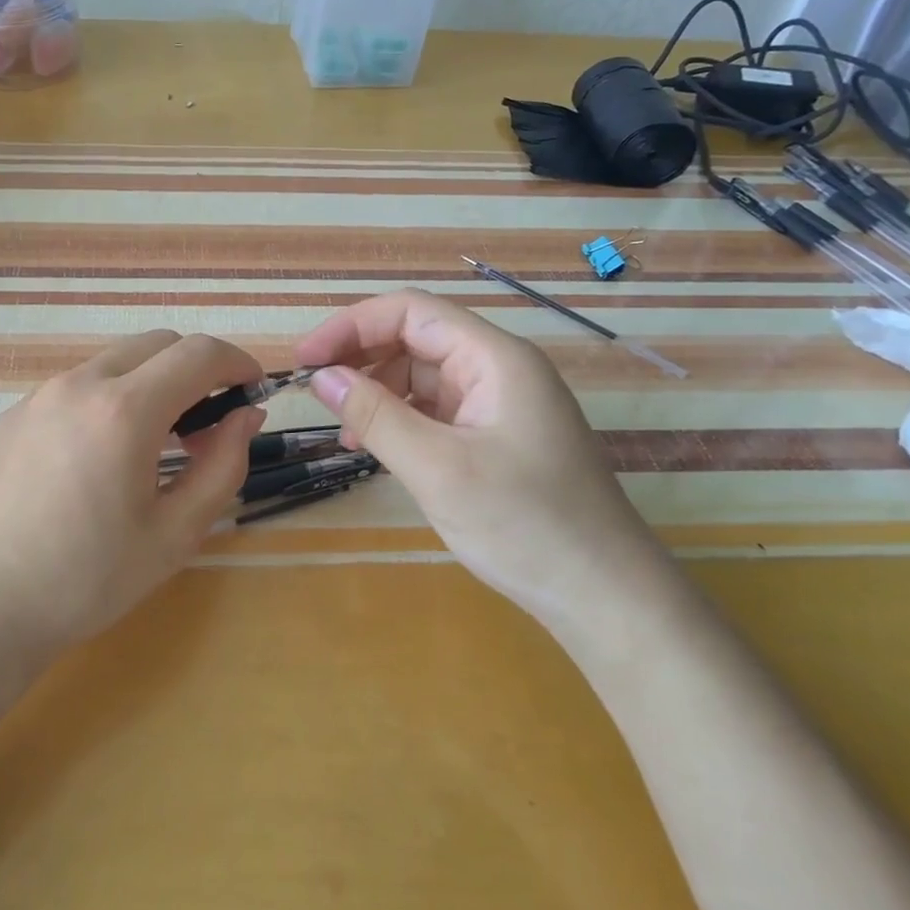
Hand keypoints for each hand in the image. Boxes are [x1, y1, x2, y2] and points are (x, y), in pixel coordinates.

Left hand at [0, 331, 265, 670]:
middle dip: (196, 368)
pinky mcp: (11, 416)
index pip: (199, 354)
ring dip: (151, 382)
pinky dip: (108, 398)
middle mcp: (79, 385)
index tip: (254, 388)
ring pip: (114, 362)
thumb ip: (223, 466)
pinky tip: (99, 457)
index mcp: (124, 411)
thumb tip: (245, 415)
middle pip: (157, 343)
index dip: (237, 362)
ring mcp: (38, 396)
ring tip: (155, 442)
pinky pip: (75, 387)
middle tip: (209, 422)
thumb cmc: (86, 580)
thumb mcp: (175, 533)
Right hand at [294, 289, 679, 633]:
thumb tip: (321, 377)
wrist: (604, 597)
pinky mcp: (496, 438)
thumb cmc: (525, 525)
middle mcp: (499, 370)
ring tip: (343, 429)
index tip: (305, 359)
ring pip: (423, 376)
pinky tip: (374, 448)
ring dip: (377, 392)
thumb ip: (376, 415)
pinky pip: (436, 411)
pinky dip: (399, 420)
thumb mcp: (437, 469)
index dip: (352, 326)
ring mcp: (500, 405)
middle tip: (315, 392)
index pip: (412, 312)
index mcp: (495, 359)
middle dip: (361, 358)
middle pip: (417, 339)